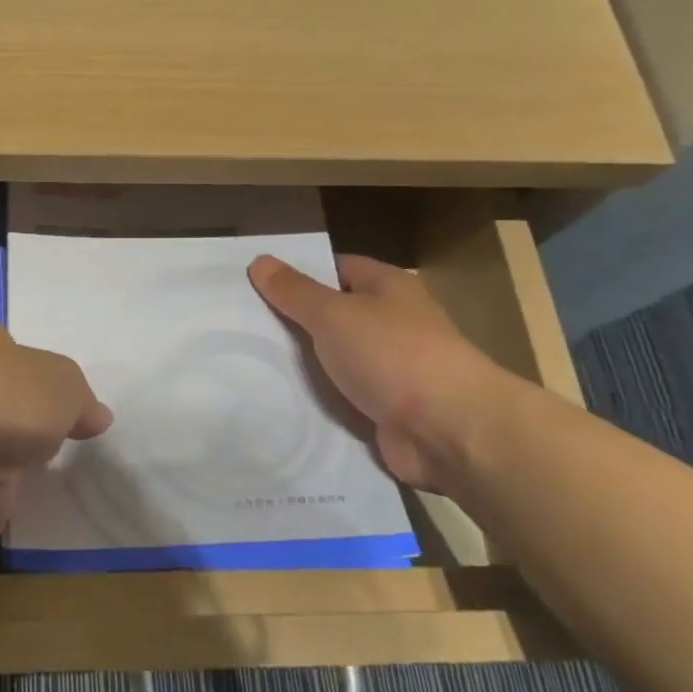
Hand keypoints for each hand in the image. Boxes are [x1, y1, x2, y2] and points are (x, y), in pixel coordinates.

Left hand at [0, 314, 112, 541]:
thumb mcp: (64, 383)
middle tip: (58, 427)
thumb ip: (81, 398)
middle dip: (21, 409)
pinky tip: (26, 491)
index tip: (50, 383)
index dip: (22, 355)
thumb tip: (95, 416)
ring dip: (9, 450)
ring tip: (46, 463)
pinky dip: (1, 485)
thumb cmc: (6, 394)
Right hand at [248, 253, 513, 490]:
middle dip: (295, 321)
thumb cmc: (393, 355)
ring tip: (250, 364)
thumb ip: (295, 291)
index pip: (338, 268)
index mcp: (389, 288)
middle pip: (335, 315)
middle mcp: (394, 323)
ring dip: (304, 366)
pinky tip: (280, 401)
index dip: (300, 273)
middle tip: (243, 325)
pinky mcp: (387, 410)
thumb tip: (260, 260)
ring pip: (336, 359)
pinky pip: (343, 398)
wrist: (449, 431)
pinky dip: (319, 401)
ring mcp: (393, 369)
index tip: (256, 284)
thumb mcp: (334, 314)